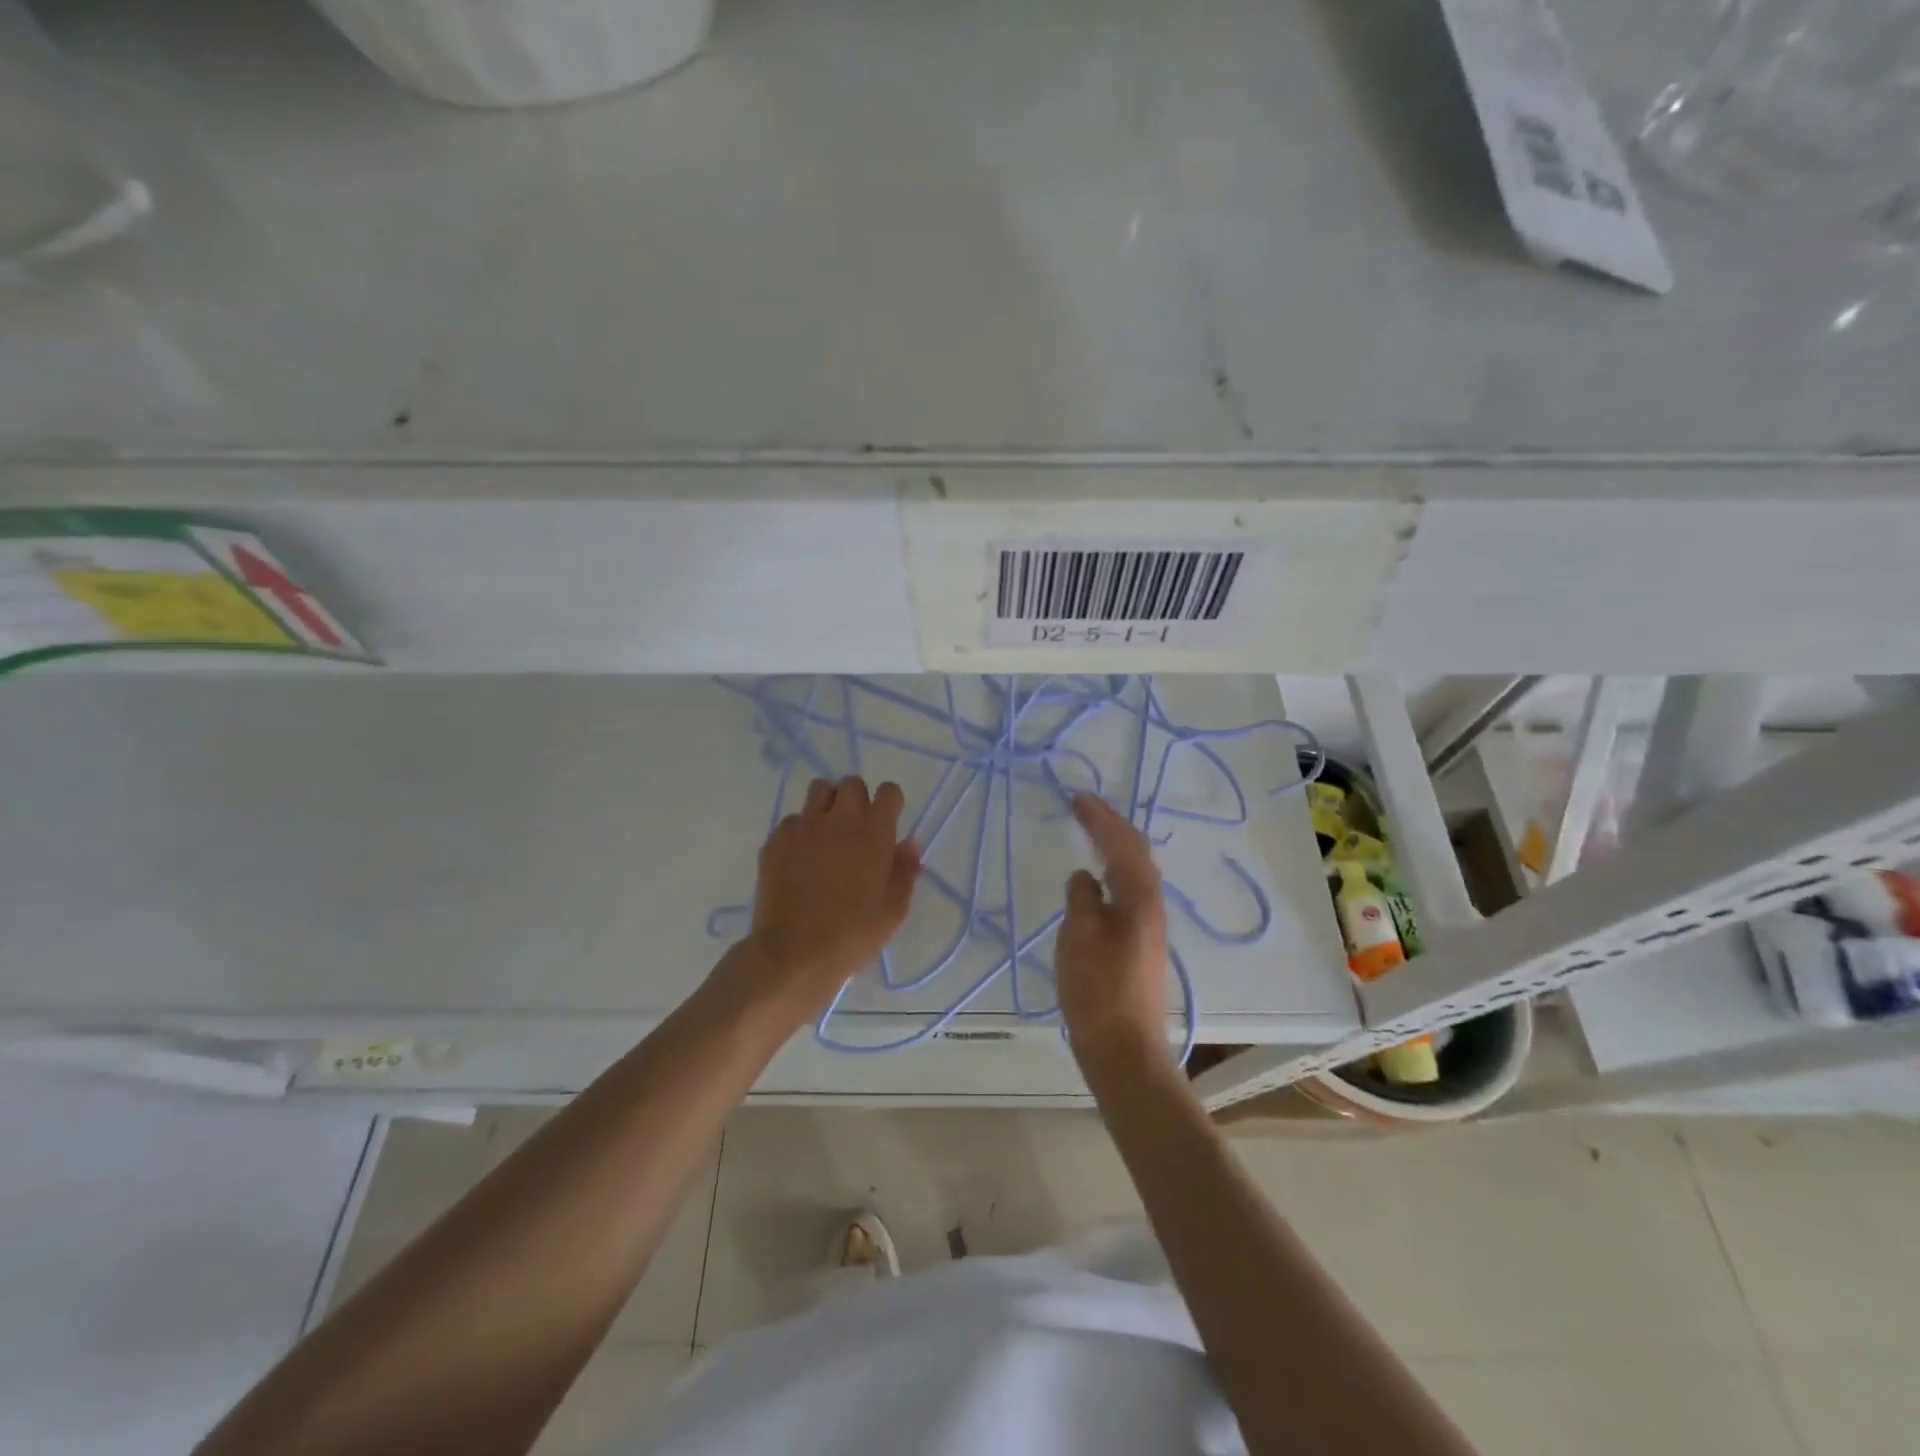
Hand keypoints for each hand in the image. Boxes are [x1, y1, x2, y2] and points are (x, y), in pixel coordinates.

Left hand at [737, 775, 920, 1021]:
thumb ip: (905, 870)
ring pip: (819, 790)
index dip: (889, 803)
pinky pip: (792, 820)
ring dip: (827, 804)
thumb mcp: (894, 910)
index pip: (888, 791)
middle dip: (857, 799)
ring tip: (827, 833)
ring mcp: (805, 826)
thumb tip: (909, 843)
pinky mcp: (776, 839)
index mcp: (874, 832)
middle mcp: (840, 819)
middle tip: (856, 829)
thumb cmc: (854, 934)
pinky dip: (799, 831)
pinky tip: (799, 858)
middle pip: (851, 783)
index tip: (887, 822)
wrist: (795, 953)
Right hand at [1056, 793, 1171, 1066]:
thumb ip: (1082, 898)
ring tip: (1091, 832)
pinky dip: (1113, 871)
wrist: (1124, 1049)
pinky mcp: (1140, 944)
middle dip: (1111, 826)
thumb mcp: (1080, 936)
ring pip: (1134, 872)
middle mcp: (1151, 906)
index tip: (1077, 798)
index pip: (1122, 844)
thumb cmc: (1098, 990)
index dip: (1101, 818)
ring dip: (1114, 846)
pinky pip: (1128, 890)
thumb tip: (1086, 875)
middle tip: (1085, 807)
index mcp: (1140, 898)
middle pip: (1135, 854)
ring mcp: (1149, 926)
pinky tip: (1098, 880)